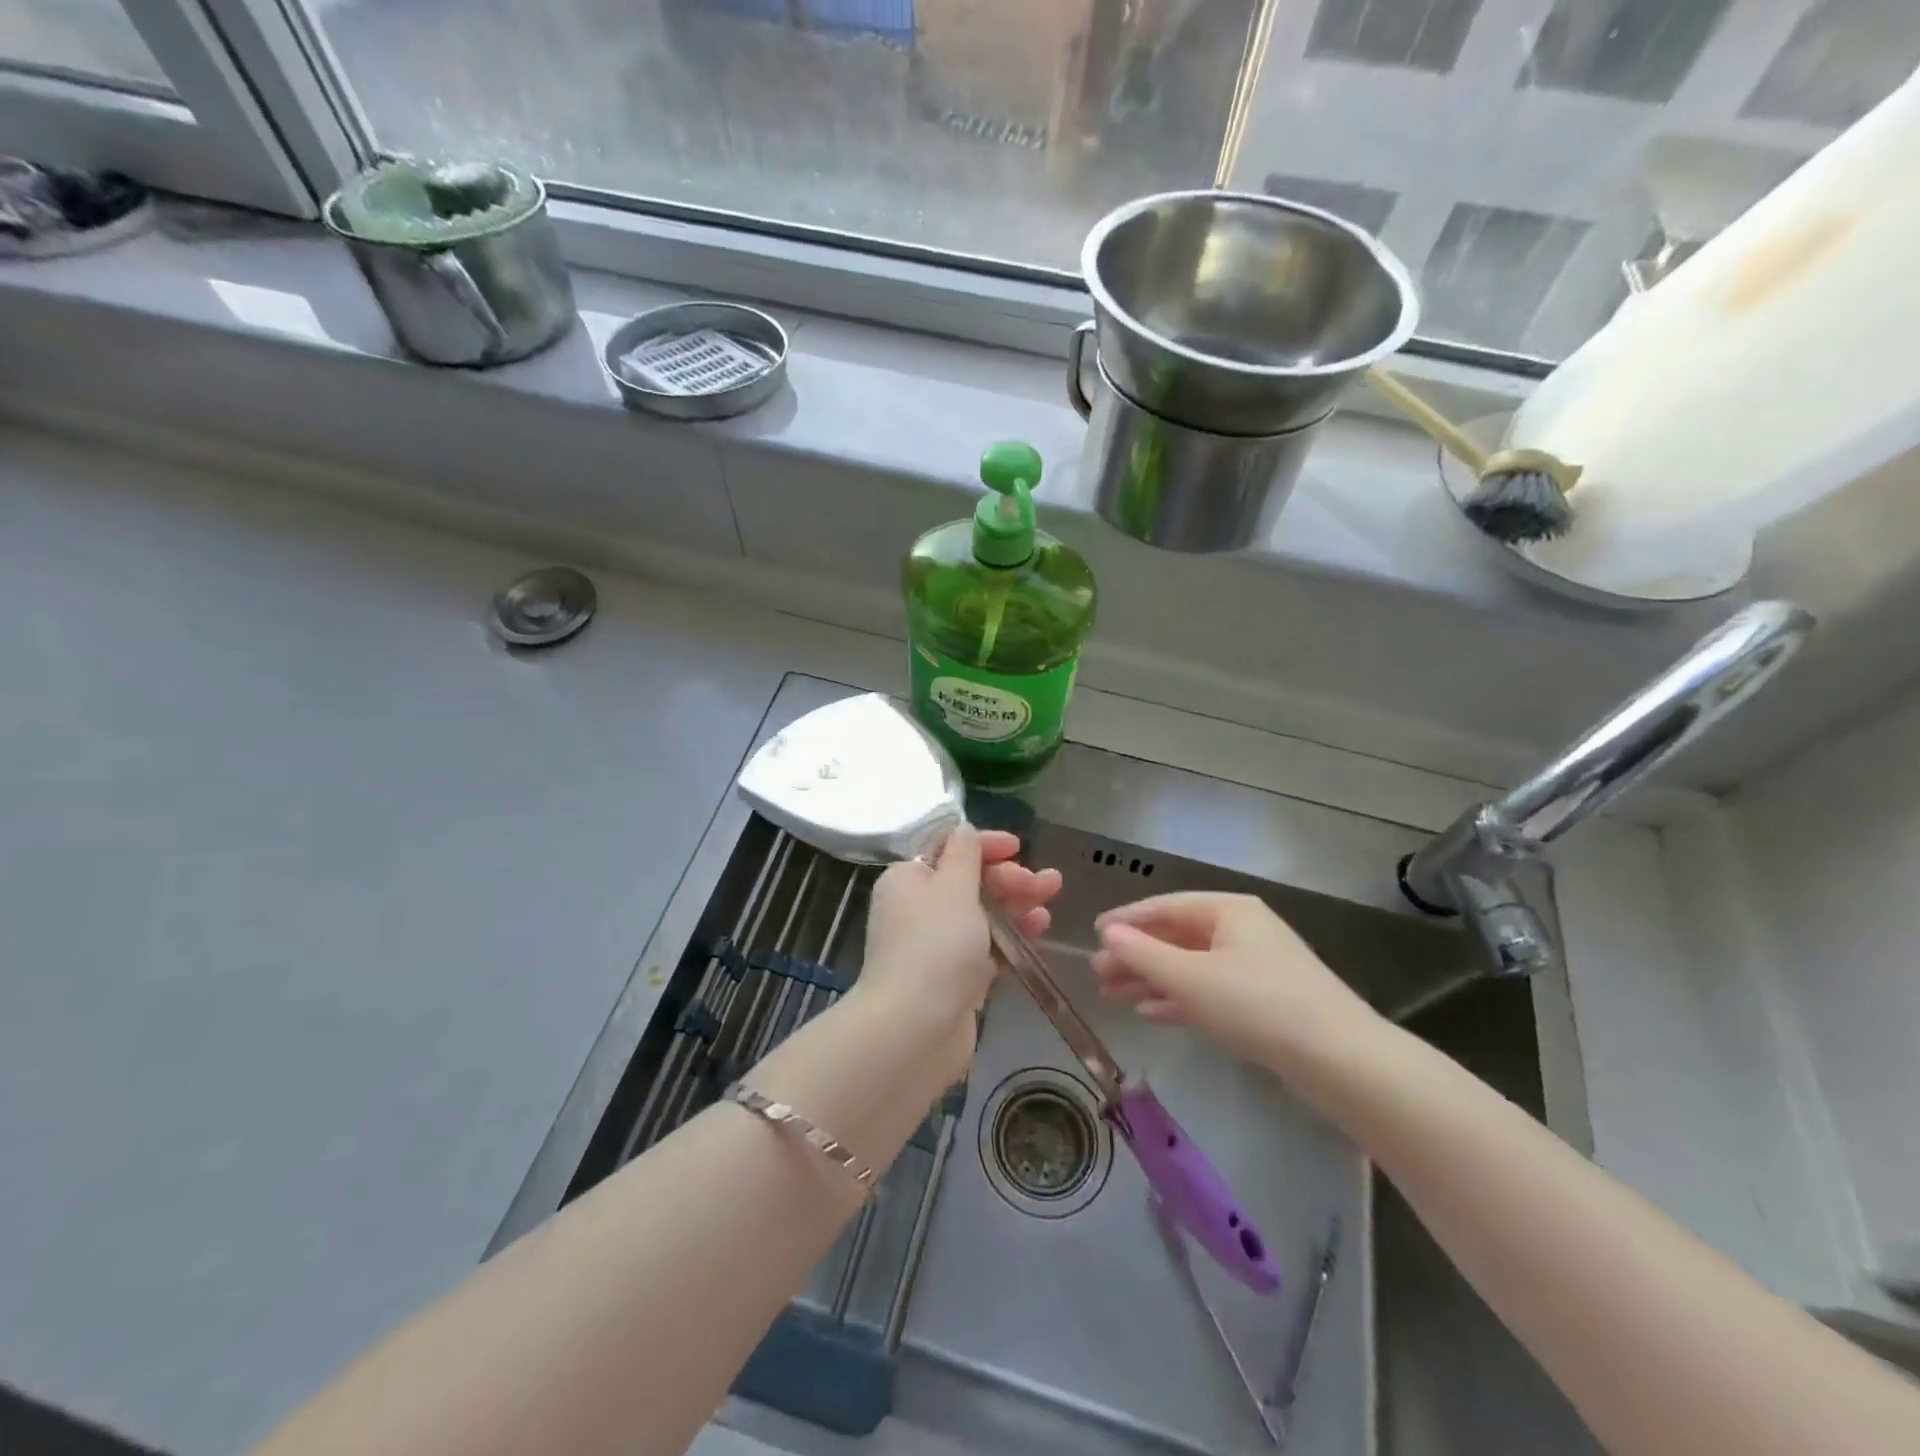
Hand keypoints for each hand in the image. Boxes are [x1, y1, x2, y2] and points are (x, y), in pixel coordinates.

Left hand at [855, 826, 1061, 1081]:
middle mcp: (916, 909)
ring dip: (1016, 903)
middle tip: (1046, 881)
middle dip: (1008, 877)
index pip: (947, 849)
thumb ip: (965, 854)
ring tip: (1051, 898)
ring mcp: (934, 946)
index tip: (1018, 846)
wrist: (915, 1030)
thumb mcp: (953, 886)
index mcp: (907, 880)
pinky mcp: (953, 979)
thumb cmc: (935, 945)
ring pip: (981, 914)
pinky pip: (986, 947)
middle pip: (968, 881)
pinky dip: (1010, 935)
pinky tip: (1038, 930)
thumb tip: (964, 830)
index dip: (984, 845)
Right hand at [1092, 893, 1385, 1086]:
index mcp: (1228, 910)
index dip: (1127, 919)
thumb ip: (1144, 954)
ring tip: (1113, 996)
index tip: (1093, 934)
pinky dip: (1179, 999)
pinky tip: (1151, 1013)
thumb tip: (1107, 933)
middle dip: (1136, 955)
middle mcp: (1241, 930)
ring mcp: (1254, 966)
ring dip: (1152, 979)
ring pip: (1190, 966)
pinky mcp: (1263, 1000)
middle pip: (1177, 936)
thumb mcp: (1192, 978)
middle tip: (1098, 975)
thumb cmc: (1259, 1004)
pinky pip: (1209, 990)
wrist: (1341, 1061)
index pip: (1166, 906)